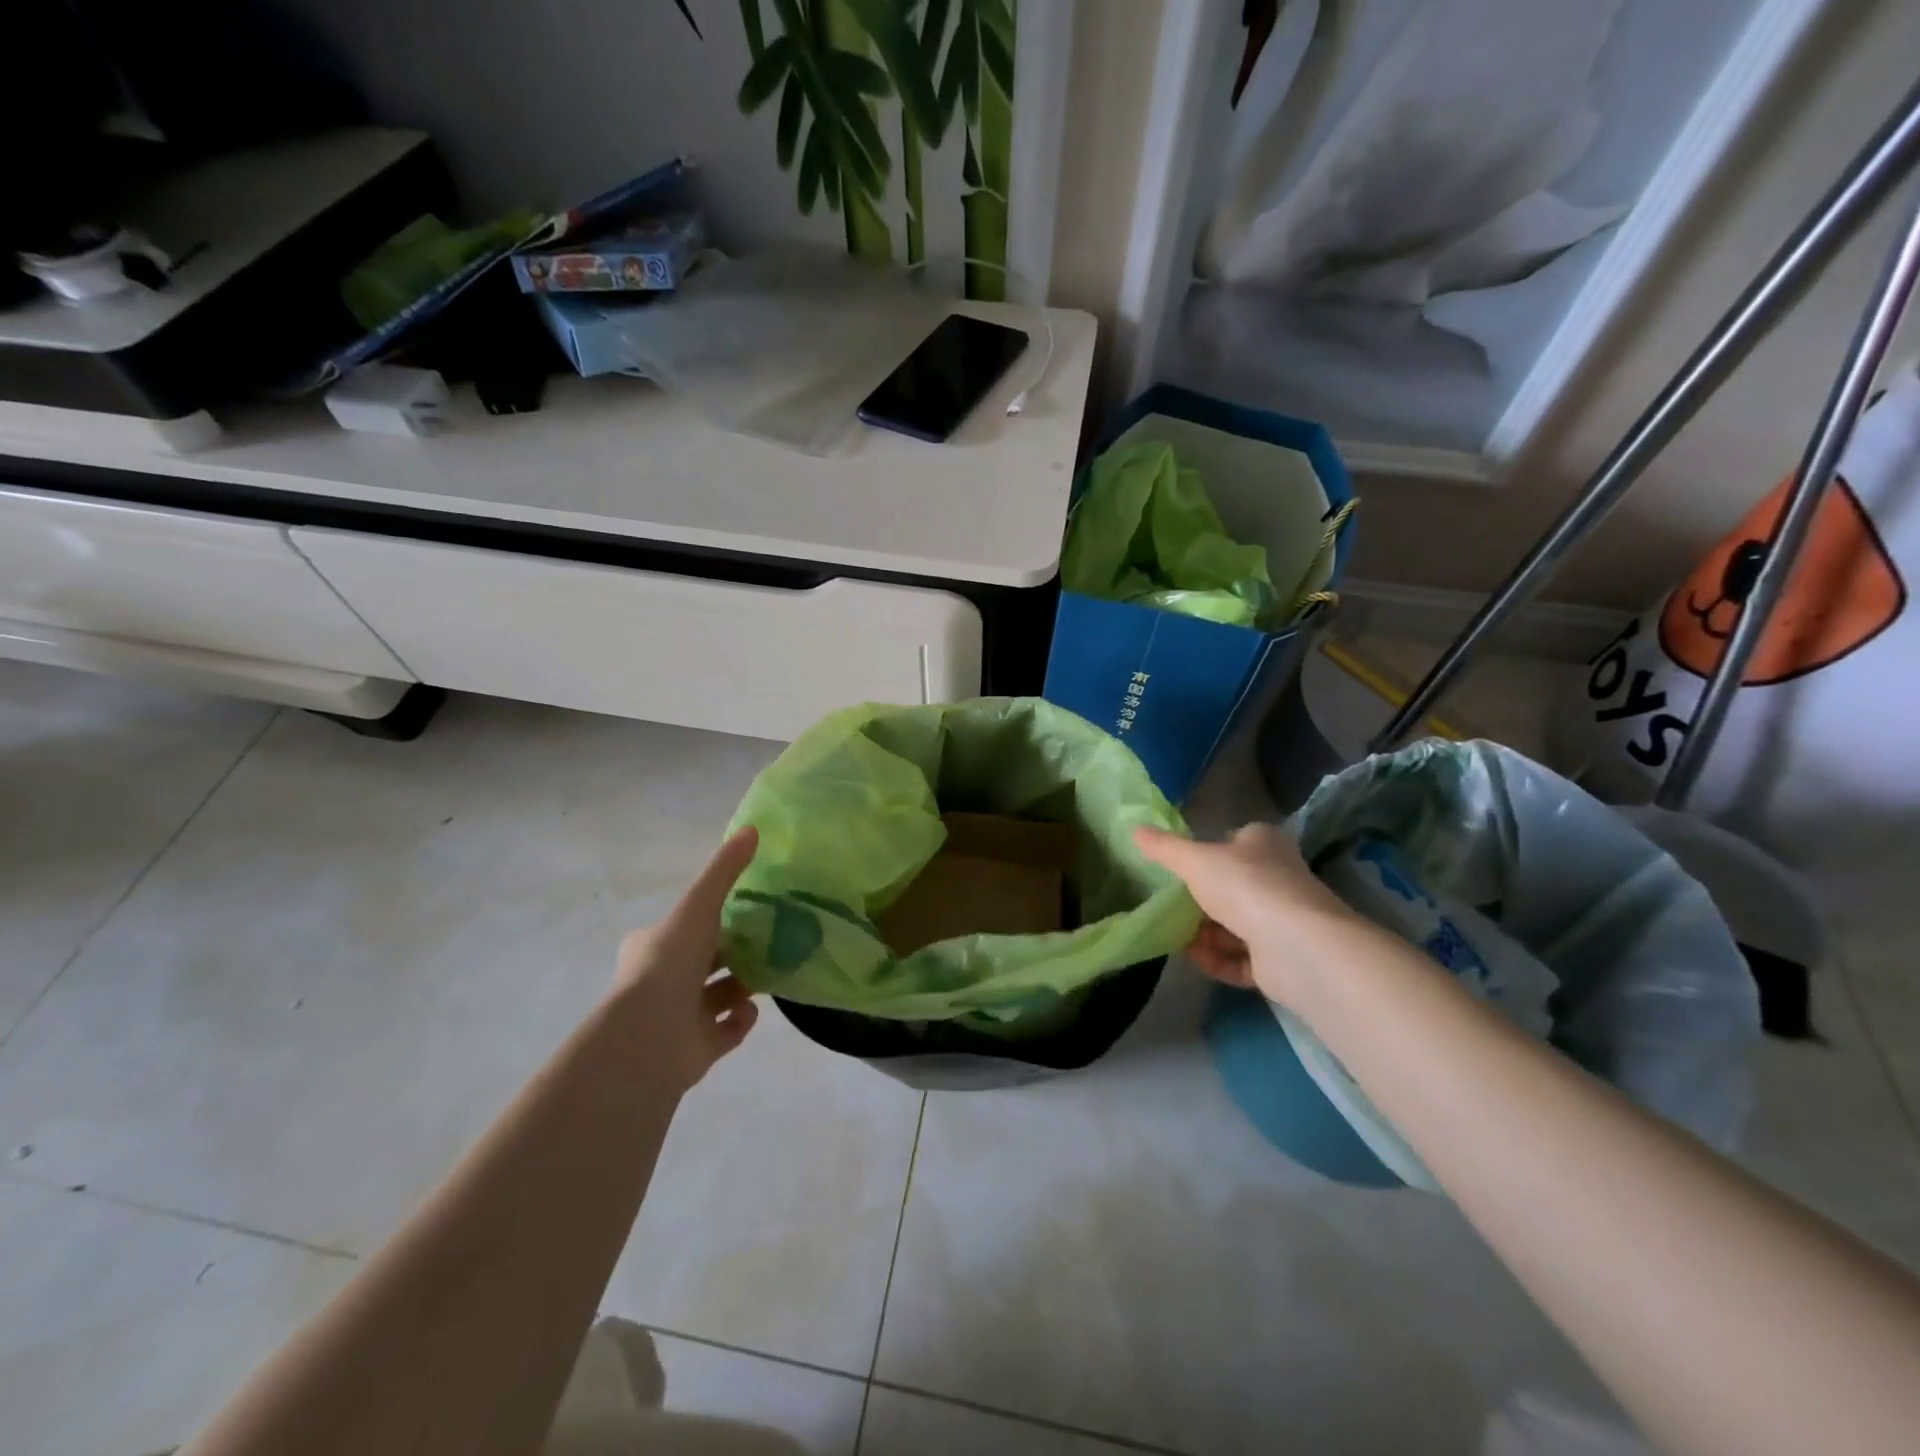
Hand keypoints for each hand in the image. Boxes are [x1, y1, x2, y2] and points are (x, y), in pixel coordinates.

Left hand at [607, 827, 760, 1095]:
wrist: (647, 1037)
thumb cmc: (669, 963)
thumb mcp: (699, 905)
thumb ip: (725, 870)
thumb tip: (753, 828)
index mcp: (654, 944)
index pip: (687, 926)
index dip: (713, 918)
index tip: (746, 911)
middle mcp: (663, 980)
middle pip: (705, 960)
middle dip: (734, 951)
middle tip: (771, 940)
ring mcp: (678, 1016)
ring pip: (717, 995)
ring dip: (743, 983)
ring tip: (771, 970)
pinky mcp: (696, 1048)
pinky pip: (726, 1030)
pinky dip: (742, 1019)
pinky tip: (755, 1007)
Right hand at [1134, 823, 1360, 1001]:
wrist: (1297, 947)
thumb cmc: (1245, 887)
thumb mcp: (1194, 860)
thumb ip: (1164, 849)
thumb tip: (1135, 830)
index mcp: (1262, 844)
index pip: (1231, 842)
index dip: (1205, 855)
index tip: (1177, 871)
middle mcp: (1276, 877)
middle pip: (1229, 888)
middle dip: (1198, 903)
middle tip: (1169, 910)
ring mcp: (1281, 920)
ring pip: (1233, 925)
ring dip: (1204, 935)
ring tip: (1178, 940)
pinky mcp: (1281, 959)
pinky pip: (1240, 958)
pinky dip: (1218, 960)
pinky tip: (1197, 960)